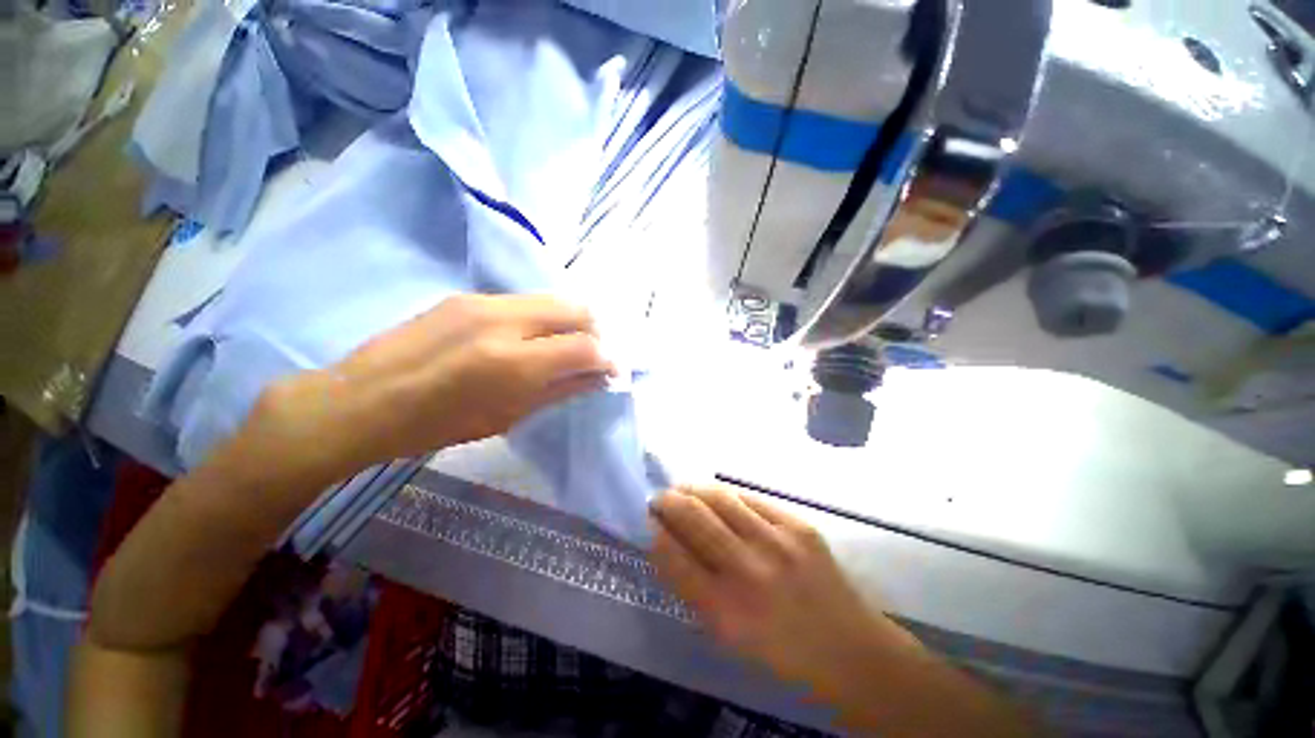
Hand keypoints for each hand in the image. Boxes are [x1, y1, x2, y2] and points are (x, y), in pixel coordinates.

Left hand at [243, 295, 614, 485]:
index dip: (608, 358)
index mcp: (514, 362)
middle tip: (593, 354)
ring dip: (571, 321)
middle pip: (577, 308)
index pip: (585, 347)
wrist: (362, 400)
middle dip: (596, 330)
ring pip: (552, 299)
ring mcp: (484, 301)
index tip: (613, 370)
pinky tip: (530, 338)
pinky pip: (524, 301)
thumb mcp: (508, 417)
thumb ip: (560, 391)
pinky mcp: (467, 295)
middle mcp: (505, 320)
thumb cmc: (437, 425)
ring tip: (565, 345)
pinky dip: (542, 317)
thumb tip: (597, 378)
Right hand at [649, 487, 912, 692]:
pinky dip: (727, 496)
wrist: (851, 651)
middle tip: (659, 498)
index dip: (654, 531)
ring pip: (720, 498)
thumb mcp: (728, 637)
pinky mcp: (798, 525)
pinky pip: (751, 499)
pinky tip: (719, 497)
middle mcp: (748, 571)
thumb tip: (667, 545)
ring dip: (693, 489)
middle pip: (693, 517)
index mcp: (724, 612)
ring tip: (683, 489)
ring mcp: (776, 542)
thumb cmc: (782, 654)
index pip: (673, 556)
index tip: (646, 520)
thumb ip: (694, 590)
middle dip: (668, 501)